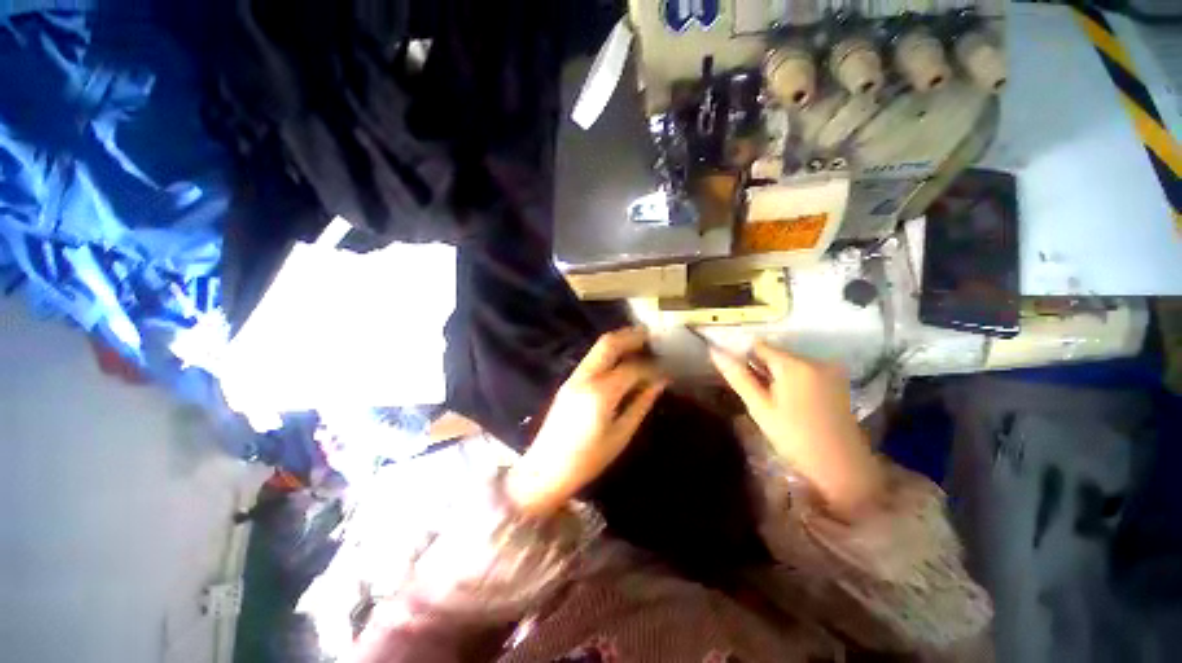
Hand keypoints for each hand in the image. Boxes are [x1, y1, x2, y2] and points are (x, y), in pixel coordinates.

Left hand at [506, 328, 667, 516]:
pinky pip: (592, 359)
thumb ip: (640, 404)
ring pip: (598, 348)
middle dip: (631, 336)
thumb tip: (659, 383)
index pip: (632, 368)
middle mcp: (585, 377)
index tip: (667, 367)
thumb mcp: (620, 435)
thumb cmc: (587, 460)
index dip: (652, 366)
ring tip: (640, 343)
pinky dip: (608, 353)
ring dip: (619, 342)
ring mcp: (573, 377)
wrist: (545, 471)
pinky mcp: (568, 382)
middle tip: (651, 335)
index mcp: (600, 393)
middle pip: (609, 344)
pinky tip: (621, 360)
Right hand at [711, 342, 882, 517]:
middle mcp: (814, 359)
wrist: (842, 466)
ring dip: (776, 375)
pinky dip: (792, 380)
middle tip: (757, 396)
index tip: (740, 378)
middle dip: (761, 369)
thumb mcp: (760, 407)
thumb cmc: (794, 437)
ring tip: (774, 402)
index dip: (744, 358)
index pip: (758, 346)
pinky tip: (791, 403)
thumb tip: (714, 351)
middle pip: (775, 353)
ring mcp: (830, 369)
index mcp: (794, 364)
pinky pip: (805, 370)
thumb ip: (738, 377)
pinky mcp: (837, 379)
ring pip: (789, 362)